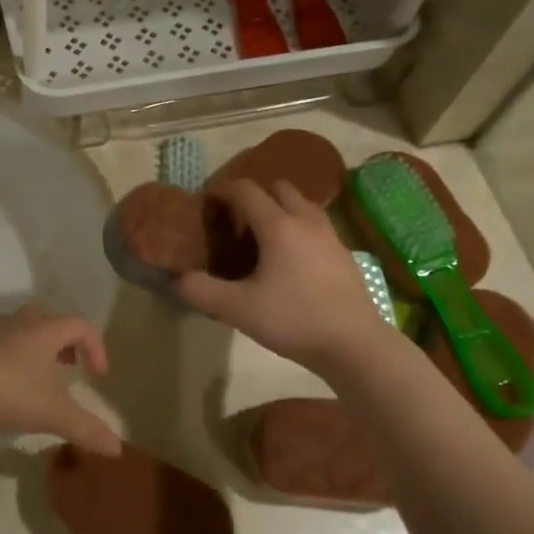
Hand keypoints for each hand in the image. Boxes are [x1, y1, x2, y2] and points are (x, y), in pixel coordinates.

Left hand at [0, 304, 121, 455]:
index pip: (80, 325)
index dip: (96, 347)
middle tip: (71, 365)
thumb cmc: (10, 394)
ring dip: (40, 345)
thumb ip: (88, 429)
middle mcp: (21, 324)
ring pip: (25, 327)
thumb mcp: (54, 414)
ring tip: (44, 374)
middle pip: (50, 318)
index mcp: (45, 330)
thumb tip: (118, 450)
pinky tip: (14, 383)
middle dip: (66, 339)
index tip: (98, 376)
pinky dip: (17, 355)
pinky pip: (5, 342)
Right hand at [178, 180, 388, 374]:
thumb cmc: (294, 320)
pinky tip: (289, 257)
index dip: (223, 190)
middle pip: (279, 188)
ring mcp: (330, 236)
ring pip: (302, 204)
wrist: (355, 344)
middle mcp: (305, 221)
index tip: (207, 201)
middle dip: (255, 194)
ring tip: (262, 234)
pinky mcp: (344, 254)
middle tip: (236, 218)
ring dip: (280, 208)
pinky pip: (316, 225)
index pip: (246, 190)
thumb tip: (179, 279)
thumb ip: (202, 291)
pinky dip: (298, 227)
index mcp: (278, 226)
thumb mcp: (237, 309)